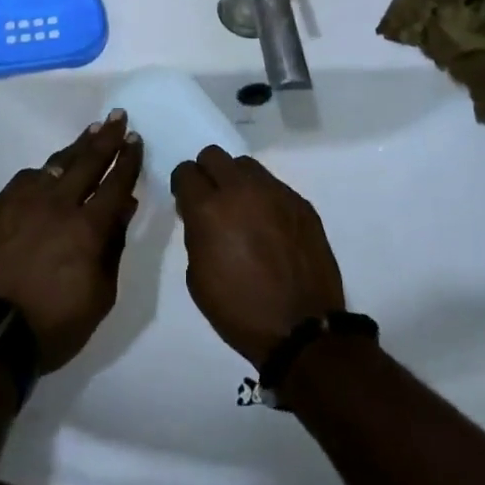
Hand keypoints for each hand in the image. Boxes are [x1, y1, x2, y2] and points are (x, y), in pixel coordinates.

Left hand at [0, 111, 143, 371]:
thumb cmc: (52, 324)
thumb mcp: (99, 296)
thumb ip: (113, 247)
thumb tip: (124, 208)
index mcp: (88, 227)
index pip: (115, 183)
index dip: (128, 160)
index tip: (135, 139)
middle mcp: (59, 204)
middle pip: (88, 162)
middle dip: (107, 137)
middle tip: (118, 116)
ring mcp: (25, 201)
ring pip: (57, 164)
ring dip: (77, 146)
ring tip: (91, 130)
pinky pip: (27, 178)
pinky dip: (44, 171)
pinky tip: (49, 168)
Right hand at [170, 146, 345, 368]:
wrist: (302, 329)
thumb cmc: (240, 310)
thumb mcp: (198, 278)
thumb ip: (196, 235)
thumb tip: (201, 217)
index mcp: (209, 209)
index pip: (185, 171)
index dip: (183, 186)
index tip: (186, 202)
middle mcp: (241, 190)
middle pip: (214, 155)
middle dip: (207, 173)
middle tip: (212, 200)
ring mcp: (275, 192)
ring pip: (246, 165)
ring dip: (237, 181)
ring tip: (243, 210)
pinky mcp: (301, 202)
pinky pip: (274, 185)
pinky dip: (265, 198)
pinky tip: (270, 226)